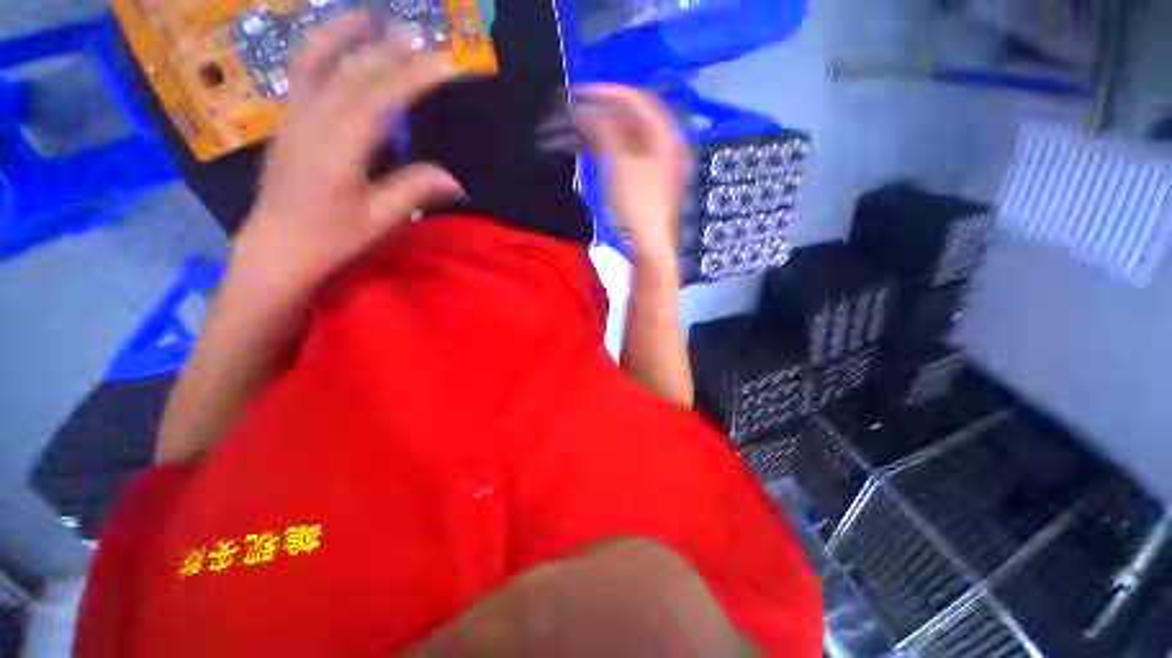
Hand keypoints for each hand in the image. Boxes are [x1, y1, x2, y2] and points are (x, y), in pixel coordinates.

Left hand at [234, 13, 464, 301]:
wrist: (277, 246)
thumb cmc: (332, 237)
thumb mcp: (380, 219)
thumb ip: (415, 190)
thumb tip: (456, 180)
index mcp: (340, 148)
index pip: (381, 99)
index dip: (413, 77)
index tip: (444, 63)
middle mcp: (313, 122)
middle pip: (352, 74)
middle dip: (388, 52)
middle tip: (418, 36)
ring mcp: (294, 118)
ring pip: (316, 63)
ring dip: (342, 35)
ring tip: (368, 17)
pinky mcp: (286, 122)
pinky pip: (301, 76)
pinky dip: (320, 51)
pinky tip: (336, 47)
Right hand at [572, 84, 690, 263]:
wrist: (648, 247)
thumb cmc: (638, 207)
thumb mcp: (621, 164)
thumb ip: (603, 129)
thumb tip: (583, 109)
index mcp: (663, 136)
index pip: (633, 100)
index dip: (604, 92)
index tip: (577, 94)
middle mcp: (659, 145)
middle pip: (623, 118)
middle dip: (592, 114)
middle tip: (565, 115)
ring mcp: (649, 163)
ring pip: (617, 137)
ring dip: (590, 133)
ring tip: (564, 134)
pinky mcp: (637, 179)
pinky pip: (616, 154)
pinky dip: (598, 149)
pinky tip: (579, 149)